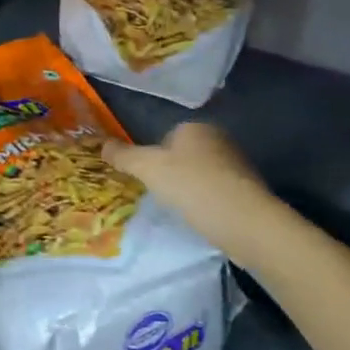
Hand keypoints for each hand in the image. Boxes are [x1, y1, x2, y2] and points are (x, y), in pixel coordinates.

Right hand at [102, 122, 273, 253]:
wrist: (246, 222)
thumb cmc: (193, 186)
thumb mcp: (149, 169)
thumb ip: (124, 156)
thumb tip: (101, 144)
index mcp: (196, 127)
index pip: (166, 137)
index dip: (154, 159)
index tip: (150, 181)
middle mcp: (219, 139)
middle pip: (183, 156)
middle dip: (172, 175)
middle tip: (163, 197)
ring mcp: (237, 165)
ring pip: (201, 175)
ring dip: (191, 190)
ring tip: (183, 211)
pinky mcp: (248, 191)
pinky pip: (217, 193)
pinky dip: (207, 204)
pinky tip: (203, 219)